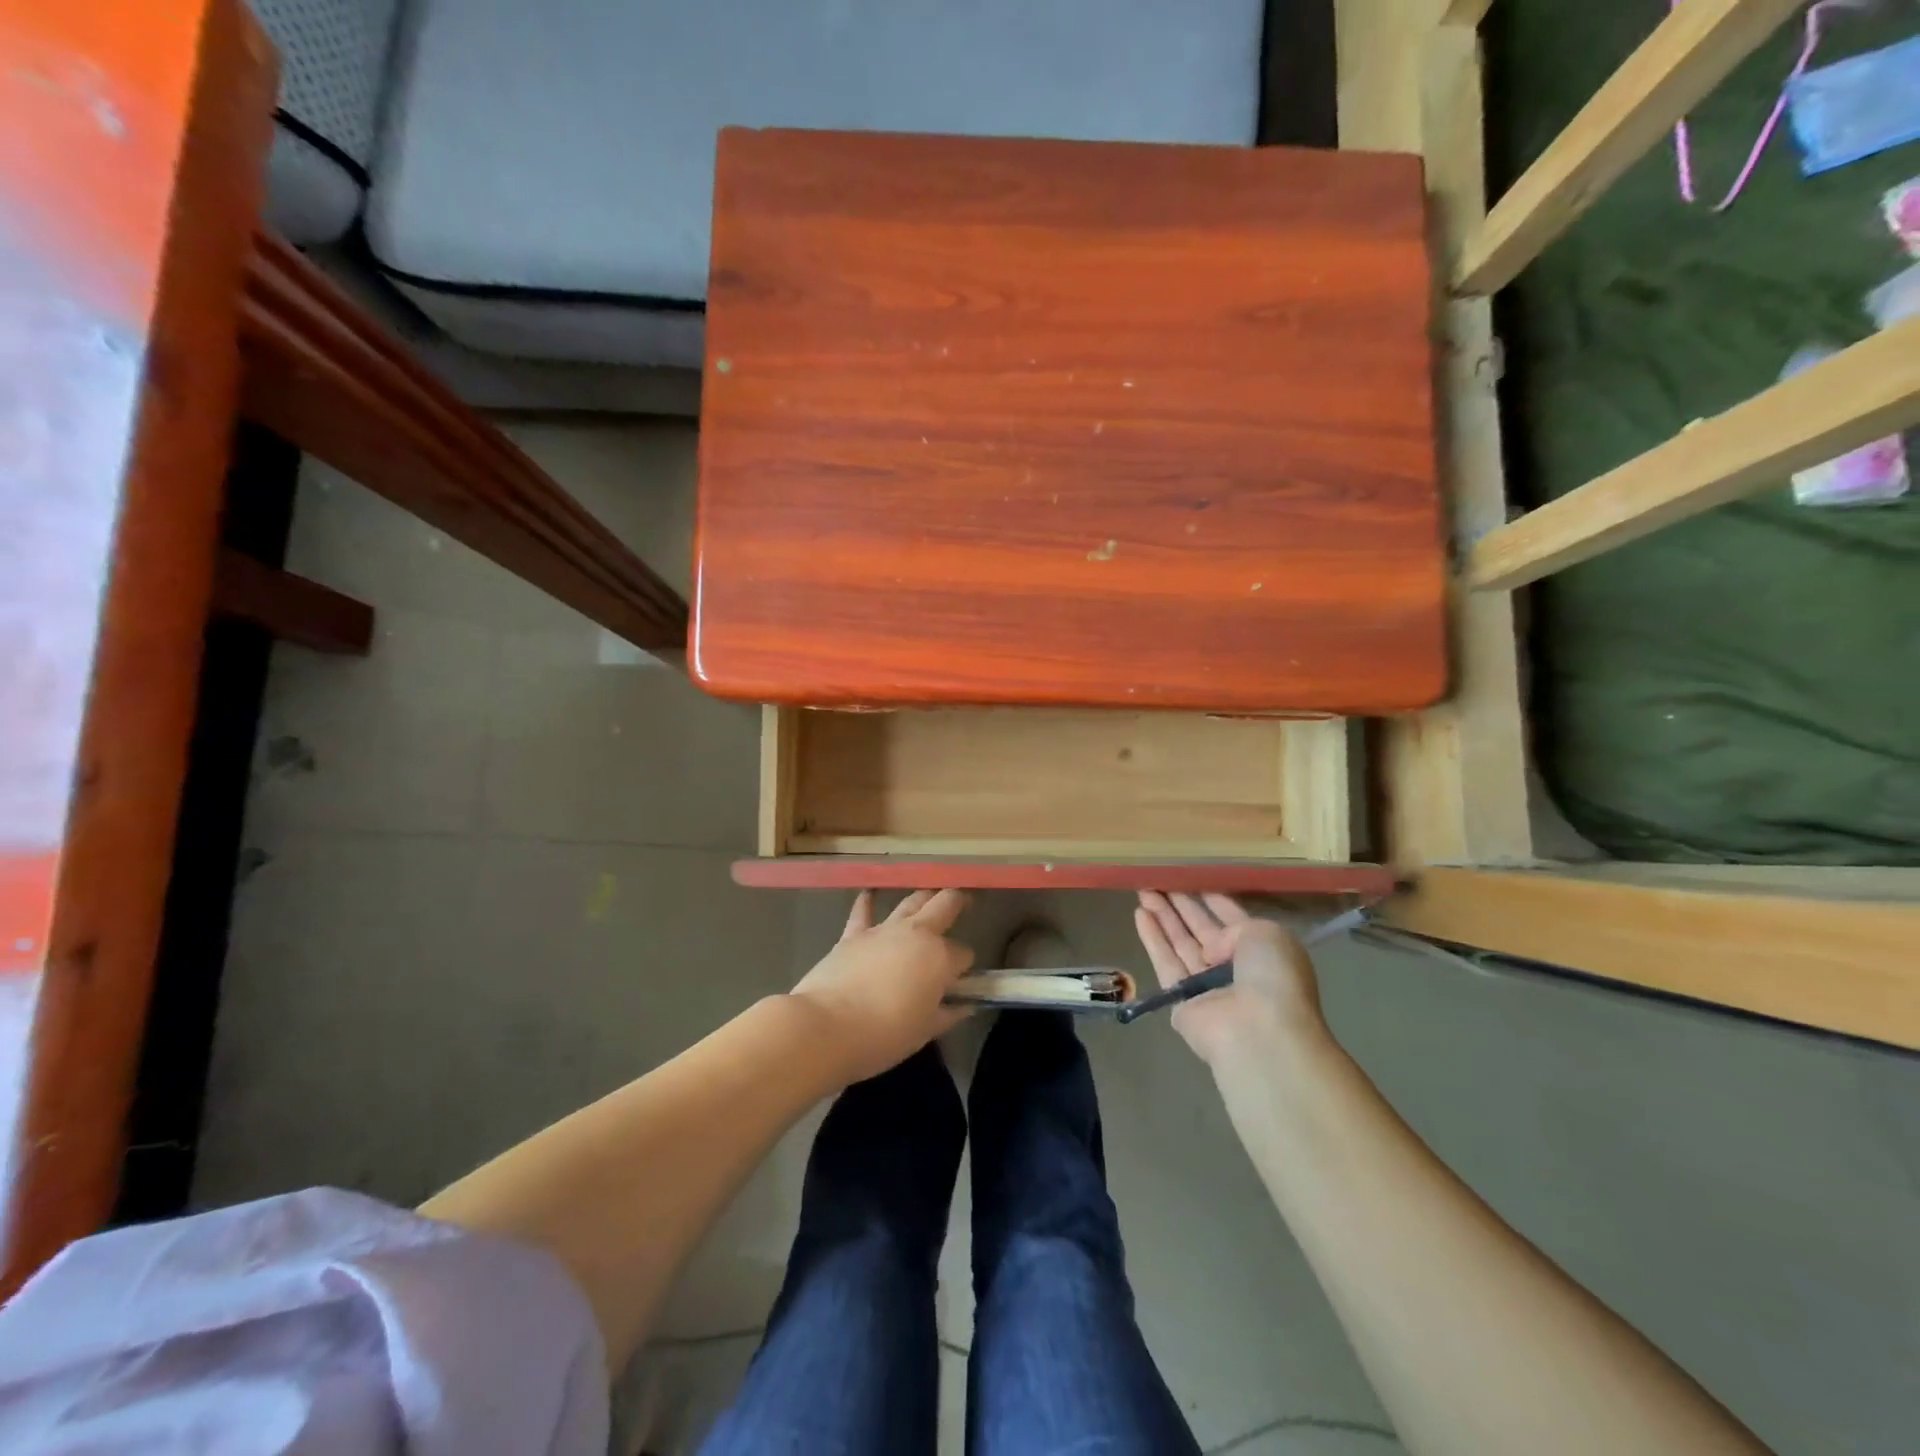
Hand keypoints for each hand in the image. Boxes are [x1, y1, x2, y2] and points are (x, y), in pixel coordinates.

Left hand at [790, 889, 975, 1082]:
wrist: (826, 1027)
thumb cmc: (884, 1036)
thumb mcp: (924, 1032)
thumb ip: (947, 1014)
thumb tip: (965, 1006)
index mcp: (940, 958)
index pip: (963, 954)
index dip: (964, 966)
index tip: (960, 979)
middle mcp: (917, 934)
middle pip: (944, 905)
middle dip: (958, 902)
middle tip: (965, 901)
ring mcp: (883, 930)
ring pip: (911, 901)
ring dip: (924, 897)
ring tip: (930, 894)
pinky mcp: (853, 934)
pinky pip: (864, 910)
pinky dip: (868, 901)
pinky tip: (870, 893)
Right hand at [1134, 892, 1325, 1065]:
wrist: (1257, 1031)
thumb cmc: (1272, 976)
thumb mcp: (1267, 934)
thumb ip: (1235, 926)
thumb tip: (1211, 948)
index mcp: (1262, 950)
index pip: (1232, 918)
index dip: (1211, 898)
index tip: (1189, 876)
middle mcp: (1234, 967)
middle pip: (1201, 929)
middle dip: (1181, 904)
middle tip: (1158, 879)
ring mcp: (1206, 985)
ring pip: (1181, 943)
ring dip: (1163, 916)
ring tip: (1143, 889)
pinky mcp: (1181, 999)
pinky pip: (1166, 962)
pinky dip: (1153, 938)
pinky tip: (1139, 913)